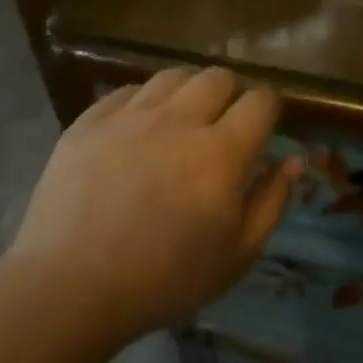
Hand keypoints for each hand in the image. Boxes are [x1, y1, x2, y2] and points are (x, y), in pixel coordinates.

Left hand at [5, 66, 301, 337]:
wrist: (69, 288)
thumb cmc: (164, 280)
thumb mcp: (237, 255)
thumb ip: (272, 201)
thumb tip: (293, 160)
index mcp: (222, 154)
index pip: (262, 101)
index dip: (270, 109)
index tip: (265, 127)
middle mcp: (179, 121)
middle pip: (219, 77)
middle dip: (232, 95)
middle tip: (224, 126)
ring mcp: (129, 116)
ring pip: (174, 75)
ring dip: (190, 91)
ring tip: (184, 120)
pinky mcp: (90, 120)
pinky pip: (129, 90)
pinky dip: (146, 102)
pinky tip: (141, 130)